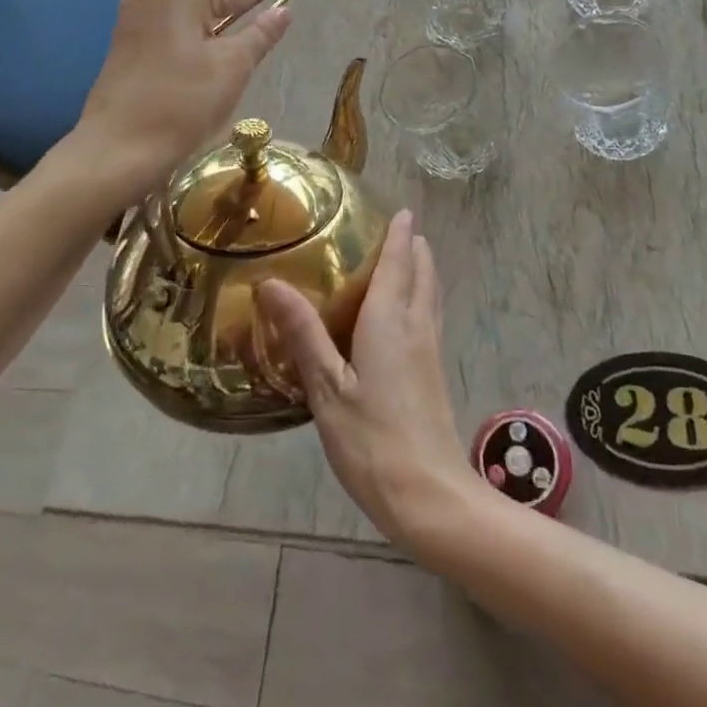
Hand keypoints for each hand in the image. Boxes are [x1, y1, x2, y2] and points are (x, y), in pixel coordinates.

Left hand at [73, 0, 291, 201]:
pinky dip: (188, 46)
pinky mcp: (121, 43)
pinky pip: (168, 35)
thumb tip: (283, 10)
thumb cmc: (184, 103)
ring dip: (211, 36)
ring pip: (188, 20)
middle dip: (235, 20)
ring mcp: (131, 18)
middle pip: (210, 2)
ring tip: (228, 67)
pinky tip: (196, 73)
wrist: (119, 149)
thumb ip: (261, 33)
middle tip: (256, 49)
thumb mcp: (234, 66)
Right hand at [255, 211, 476, 546]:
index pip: (399, 262)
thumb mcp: (327, 388)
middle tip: (397, 229)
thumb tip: (272, 282)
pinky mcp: (434, 372)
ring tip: (407, 259)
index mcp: (391, 320)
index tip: (401, 210)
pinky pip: (429, 316)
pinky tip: (406, 314)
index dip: (400, 234)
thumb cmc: (372, 440)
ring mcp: (430, 350)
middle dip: (414, 247)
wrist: (429, 496)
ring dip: (421, 270)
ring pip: (430, 294)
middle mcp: (417, 325)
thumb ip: (303, 333)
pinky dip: (421, 296)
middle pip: (423, 273)